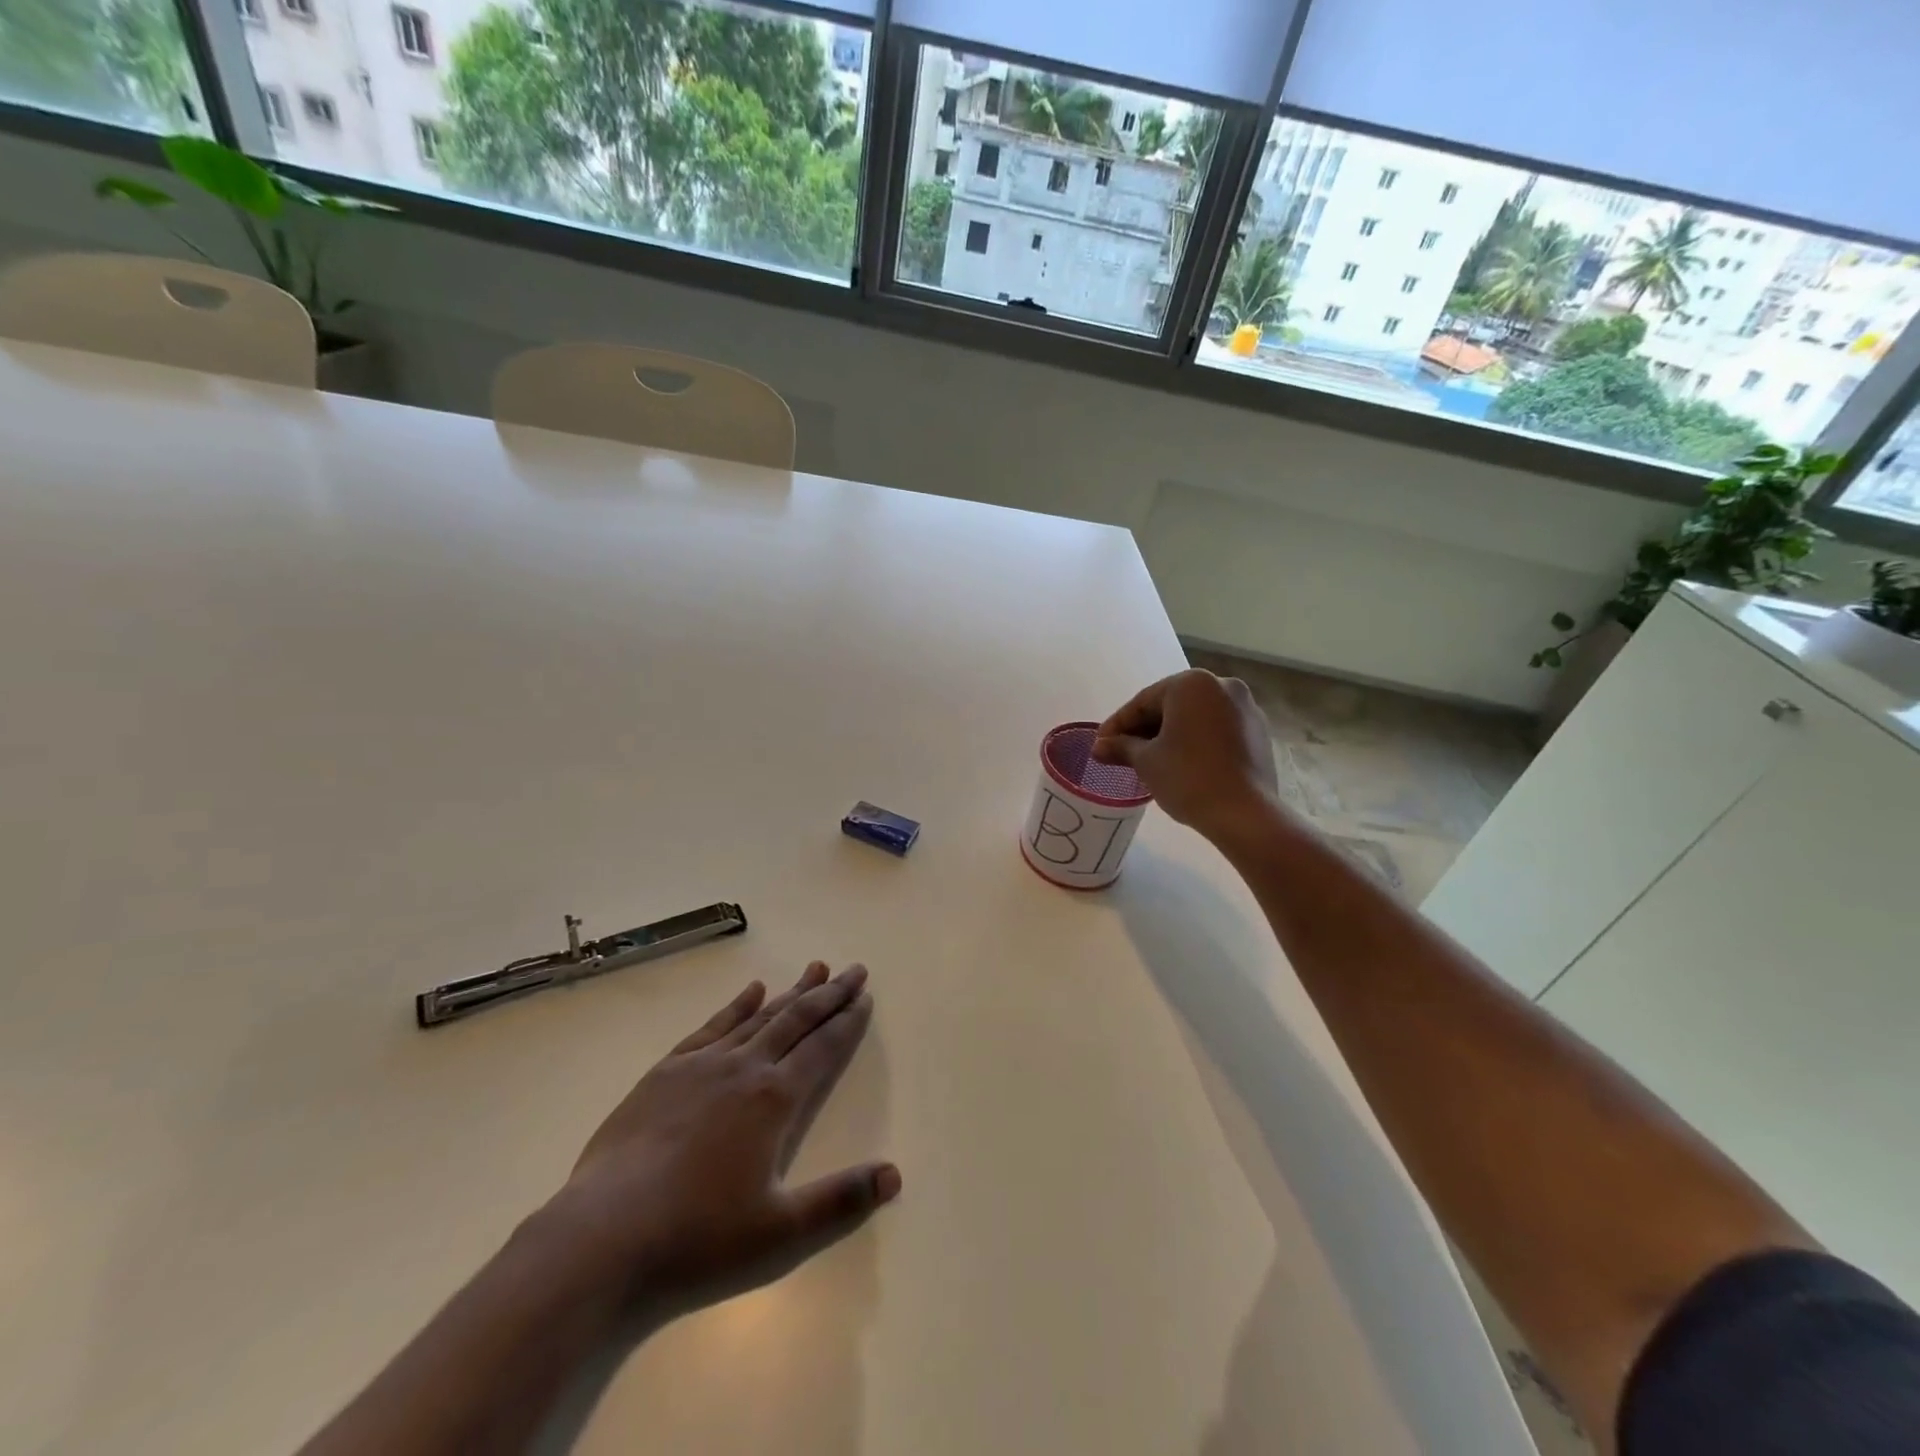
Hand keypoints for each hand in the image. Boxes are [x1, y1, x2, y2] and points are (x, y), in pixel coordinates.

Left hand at [545, 962, 898, 1319]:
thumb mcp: (780, 1233)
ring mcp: (701, 1065)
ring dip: (791, 992)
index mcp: (774, 1100)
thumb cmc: (697, 1238)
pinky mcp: (665, 1072)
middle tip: (854, 970)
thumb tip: (894, 1174)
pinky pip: (711, 1026)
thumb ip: (840, 1201)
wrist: (603, 1237)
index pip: (822, 1048)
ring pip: (758, 1016)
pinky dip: (736, 1005)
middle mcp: (744, 1069)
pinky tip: (751, 990)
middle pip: (796, 1020)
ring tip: (815, 968)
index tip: (865, 996)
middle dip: (829, 994)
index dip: (848, 1022)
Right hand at [1092, 670, 1280, 841]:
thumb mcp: (1146, 761)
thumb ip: (1121, 747)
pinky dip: (1195, 741)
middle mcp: (1222, 686)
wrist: (1244, 814)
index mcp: (1192, 684)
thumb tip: (1098, 747)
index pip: (1143, 701)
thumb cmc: (1188, 778)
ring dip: (1169, 735)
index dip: (1117, 725)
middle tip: (1120, 753)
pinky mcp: (1258, 732)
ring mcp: (1245, 708)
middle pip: (1171, 705)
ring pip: (1195, 717)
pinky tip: (1180, 763)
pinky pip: (1215, 730)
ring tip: (1148, 760)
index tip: (1100, 744)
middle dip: (1144, 729)